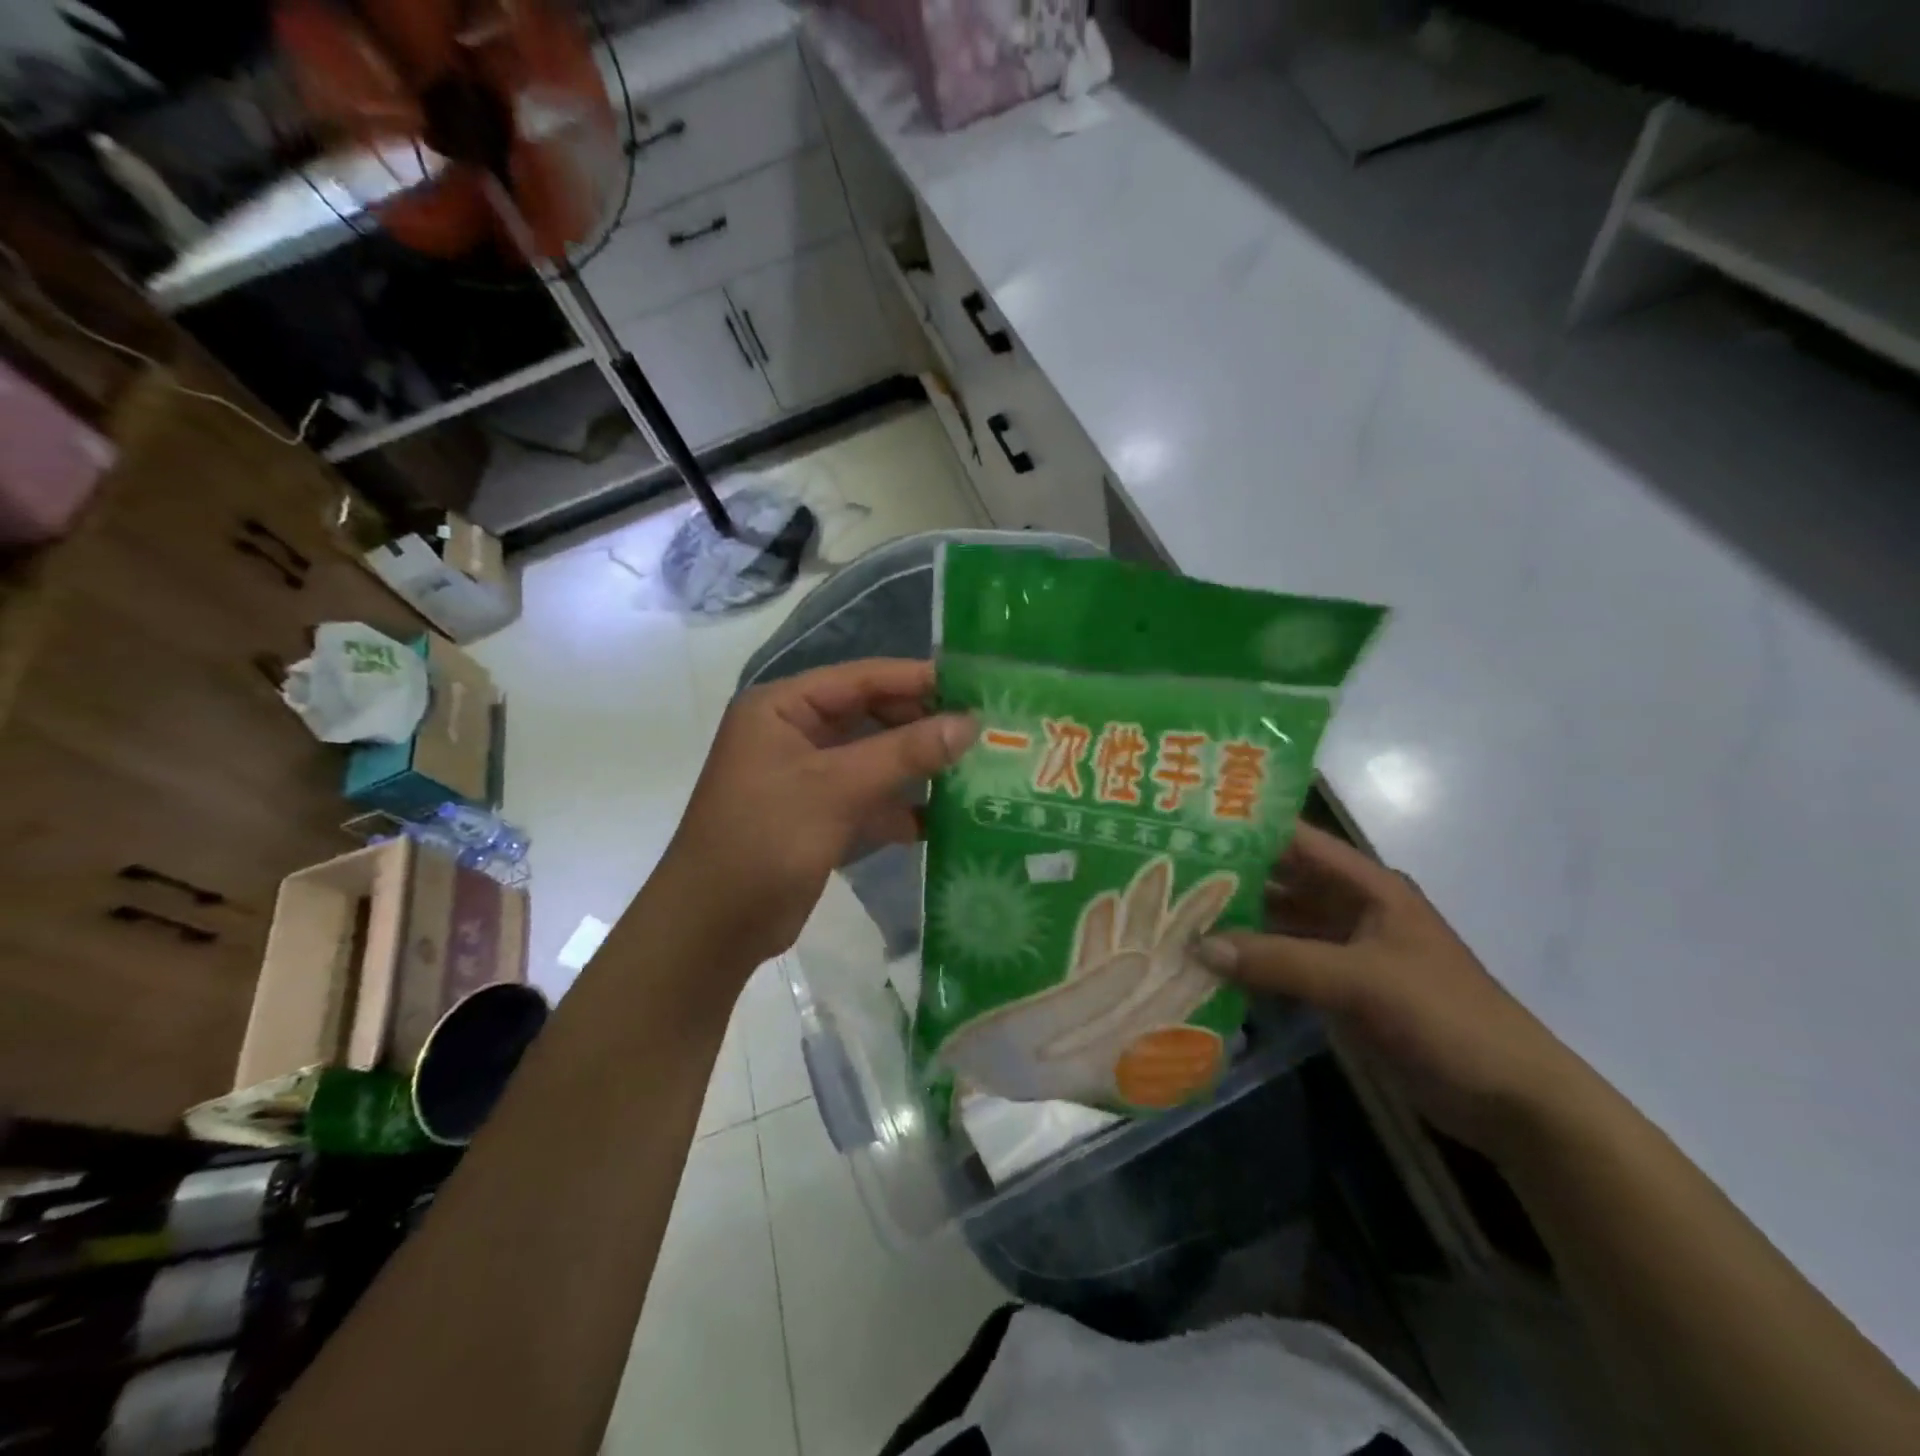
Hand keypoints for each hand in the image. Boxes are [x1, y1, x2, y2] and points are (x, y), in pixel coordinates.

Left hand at [655, 659, 975, 973]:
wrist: (714, 926)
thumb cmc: (766, 839)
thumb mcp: (837, 788)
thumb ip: (904, 752)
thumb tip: (970, 723)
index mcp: (782, 708)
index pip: (860, 678)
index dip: (917, 680)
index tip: (974, 687)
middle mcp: (794, 733)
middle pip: (871, 716)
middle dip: (922, 726)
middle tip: (982, 732)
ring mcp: (808, 777)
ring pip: (875, 759)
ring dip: (918, 767)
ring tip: (976, 770)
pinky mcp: (820, 816)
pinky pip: (870, 798)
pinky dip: (902, 807)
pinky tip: (946, 818)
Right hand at [1197, 824, 1590, 1157]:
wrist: (1510, 1099)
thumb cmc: (1444, 1017)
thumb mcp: (1361, 981)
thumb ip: (1280, 961)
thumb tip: (1199, 946)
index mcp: (1367, 885)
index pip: (1296, 840)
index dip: (1245, 829)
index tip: (1185, 824)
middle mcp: (1351, 908)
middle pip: (1280, 881)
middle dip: (1228, 877)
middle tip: (1164, 873)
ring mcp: (1345, 950)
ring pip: (1278, 925)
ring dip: (1235, 924)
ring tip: (1174, 917)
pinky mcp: (1341, 989)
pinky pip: (1284, 965)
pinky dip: (1251, 965)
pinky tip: (1208, 967)